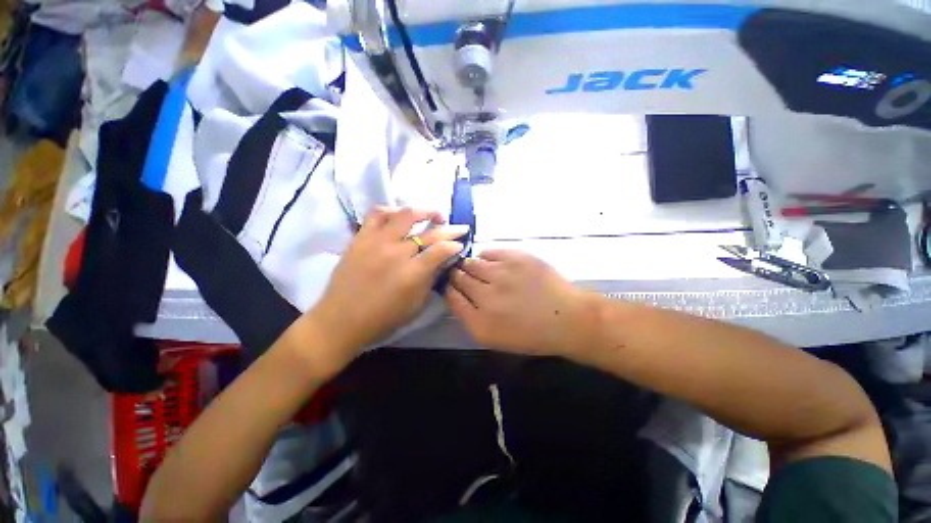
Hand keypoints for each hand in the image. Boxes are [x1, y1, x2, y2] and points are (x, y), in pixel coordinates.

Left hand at [308, 207, 465, 365]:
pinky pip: (377, 214)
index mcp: (412, 274)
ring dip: (424, 211)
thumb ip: (431, 280)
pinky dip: (393, 210)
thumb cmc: (383, 319)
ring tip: (433, 215)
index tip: (460, 244)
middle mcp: (397, 252)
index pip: (441, 250)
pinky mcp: (361, 237)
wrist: (341, 320)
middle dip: (449, 228)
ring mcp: (377, 241)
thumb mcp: (416, 305)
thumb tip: (442, 260)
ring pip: (405, 215)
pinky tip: (400, 216)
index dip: (455, 245)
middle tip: (459, 227)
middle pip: (429, 232)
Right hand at [446, 250, 594, 356]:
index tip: (450, 284)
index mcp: (480, 323)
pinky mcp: (516, 258)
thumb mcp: (496, 338)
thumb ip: (471, 318)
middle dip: (456, 275)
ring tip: (477, 268)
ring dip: (470, 265)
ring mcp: (502, 275)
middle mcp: (487, 297)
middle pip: (459, 278)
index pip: (451, 297)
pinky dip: (485, 257)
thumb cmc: (532, 334)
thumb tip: (456, 293)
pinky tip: (491, 262)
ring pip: (472, 263)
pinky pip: (488, 252)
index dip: (448, 288)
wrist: (568, 319)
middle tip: (461, 274)